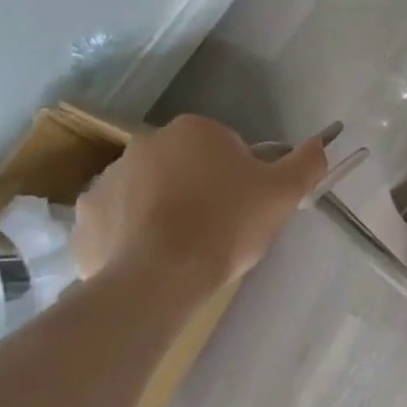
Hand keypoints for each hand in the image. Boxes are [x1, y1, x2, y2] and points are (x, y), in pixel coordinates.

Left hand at [72, 116, 329, 289]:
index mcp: (195, 130)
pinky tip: (156, 258)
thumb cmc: (227, 225)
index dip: (246, 177)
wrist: (159, 277)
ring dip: (169, 209)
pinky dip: (136, 234)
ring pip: (153, 191)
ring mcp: (108, 178)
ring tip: (190, 247)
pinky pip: (120, 220)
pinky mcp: (86, 216)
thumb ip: (307, 162)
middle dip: (204, 189)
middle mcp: (146, 143)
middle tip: (225, 227)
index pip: (230, 147)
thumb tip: (321, 141)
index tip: (250, 206)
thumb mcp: (284, 193)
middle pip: (189, 166)